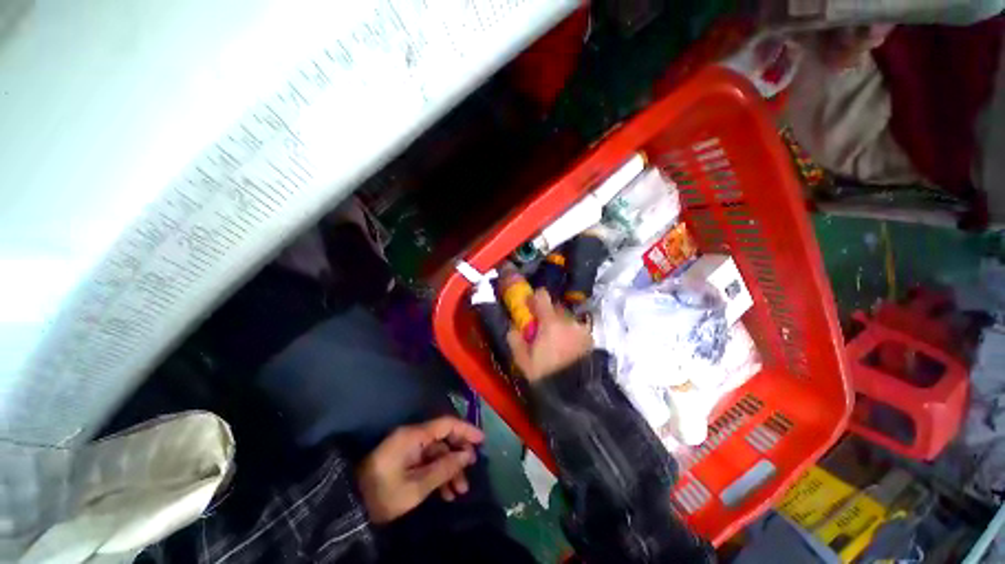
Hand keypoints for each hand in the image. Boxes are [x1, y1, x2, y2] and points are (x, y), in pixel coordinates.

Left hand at [357, 416, 483, 522]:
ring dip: (449, 469)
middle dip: (458, 455)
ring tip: (459, 491)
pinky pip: (427, 461)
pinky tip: (446, 493)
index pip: (446, 424)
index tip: (482, 440)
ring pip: (437, 453)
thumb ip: (444, 468)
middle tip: (470, 472)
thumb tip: (467, 455)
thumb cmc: (384, 494)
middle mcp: (413, 436)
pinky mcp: (405, 459)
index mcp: (414, 435)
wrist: (352, 505)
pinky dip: (438, 474)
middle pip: (443, 439)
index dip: (466, 430)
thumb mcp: (417, 486)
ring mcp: (409, 448)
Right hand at [507, 289, 592, 381]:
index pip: (542, 296)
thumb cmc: (546, 374)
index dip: (534, 298)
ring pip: (567, 319)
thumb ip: (516, 340)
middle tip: (541, 329)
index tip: (529, 306)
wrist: (575, 393)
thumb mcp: (523, 360)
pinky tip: (567, 349)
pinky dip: (571, 333)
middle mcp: (568, 321)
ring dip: (560, 324)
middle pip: (555, 306)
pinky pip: (577, 329)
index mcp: (550, 322)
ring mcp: (581, 329)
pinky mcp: (590, 339)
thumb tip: (513, 327)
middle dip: (547, 314)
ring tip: (556, 342)